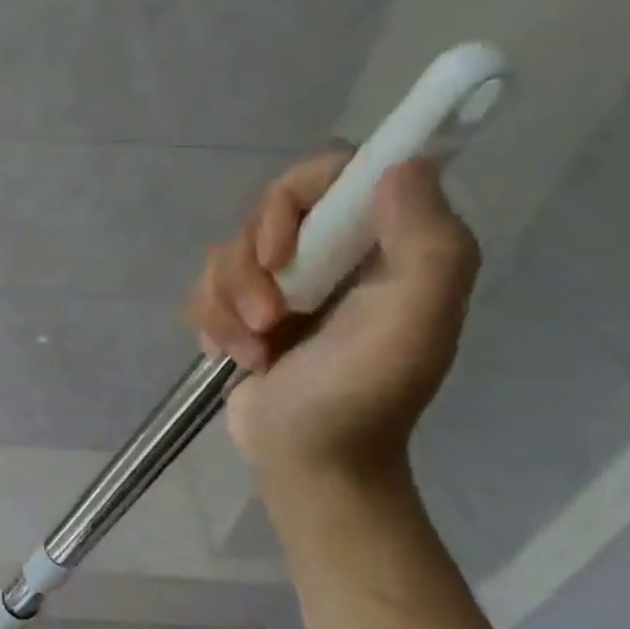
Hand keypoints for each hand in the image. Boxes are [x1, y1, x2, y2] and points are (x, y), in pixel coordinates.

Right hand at [184, 152, 478, 483]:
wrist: (310, 462)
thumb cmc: (362, 395)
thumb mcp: (413, 320)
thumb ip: (426, 241)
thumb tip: (398, 166)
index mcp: (380, 243)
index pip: (328, 174)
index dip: (289, 200)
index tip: (279, 253)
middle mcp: (331, 253)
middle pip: (263, 215)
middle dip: (249, 272)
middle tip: (269, 319)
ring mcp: (282, 284)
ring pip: (225, 255)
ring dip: (227, 307)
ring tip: (253, 352)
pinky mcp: (242, 311)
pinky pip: (203, 289)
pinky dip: (211, 324)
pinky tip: (234, 357)